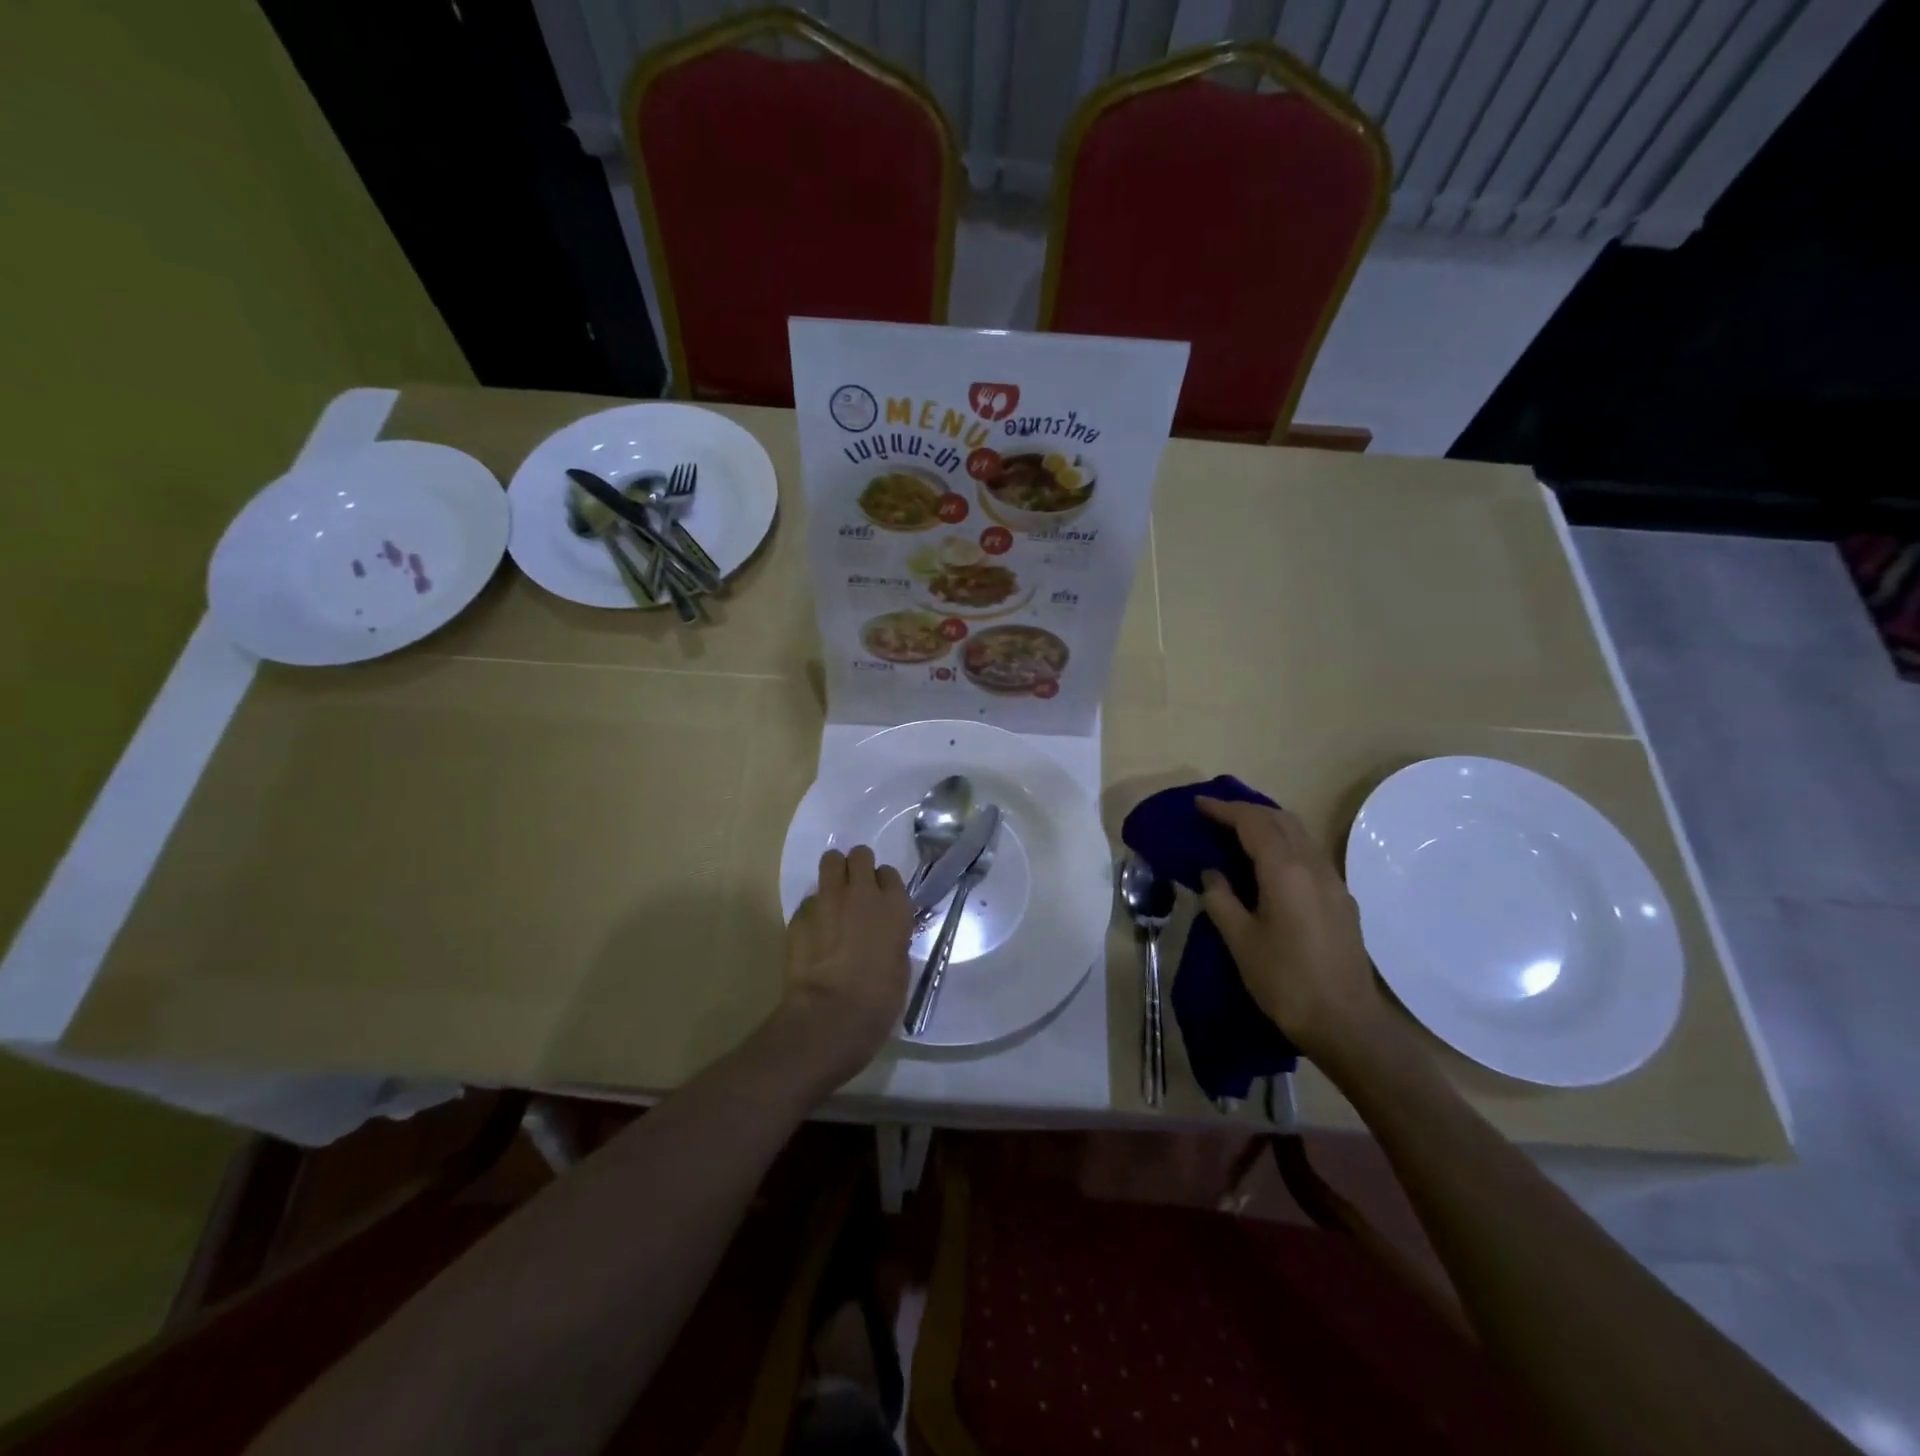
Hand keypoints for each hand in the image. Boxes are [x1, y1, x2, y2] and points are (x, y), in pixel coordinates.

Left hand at [778, 845, 913, 1089]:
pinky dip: (813, 909)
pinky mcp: (800, 913)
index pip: (889, 873)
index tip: (879, 898)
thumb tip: (883, 934)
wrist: (831, 1014)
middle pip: (860, 855)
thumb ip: (893, 936)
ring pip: (830, 861)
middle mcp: (863, 893)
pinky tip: (814, 931)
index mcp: (895, 906)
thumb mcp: (900, 964)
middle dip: (857, 866)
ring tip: (833, 895)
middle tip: (855, 887)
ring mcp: (829, 899)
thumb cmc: (879, 999)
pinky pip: (809, 899)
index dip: (882, 884)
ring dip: (833, 873)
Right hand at [1196, 797, 1386, 1062]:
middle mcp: (1313, 866)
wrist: (1346, 1023)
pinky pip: (1310, 854)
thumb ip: (1221, 899)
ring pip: (1300, 834)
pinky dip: (1285, 844)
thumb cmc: (1285, 981)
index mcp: (1285, 870)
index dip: (1224, 809)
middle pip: (1281, 819)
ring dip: (1269, 824)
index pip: (1252, 823)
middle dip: (1248, 810)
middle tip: (1217, 815)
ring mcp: (1333, 881)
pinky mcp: (1341, 900)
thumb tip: (1212, 873)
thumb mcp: (1240, 941)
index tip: (1199, 804)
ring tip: (1239, 833)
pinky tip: (1270, 865)